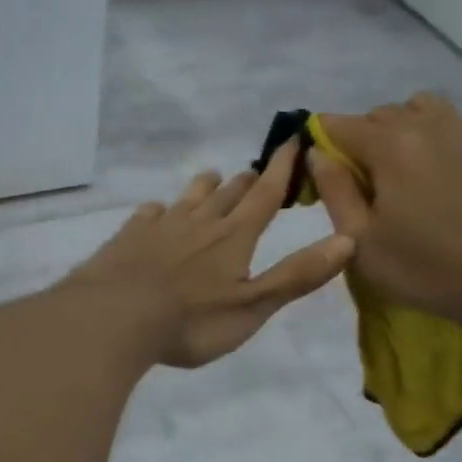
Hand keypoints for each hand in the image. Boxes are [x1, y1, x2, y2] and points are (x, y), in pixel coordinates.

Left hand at [67, 141, 354, 368]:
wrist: (114, 317)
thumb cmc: (191, 320)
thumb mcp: (253, 306)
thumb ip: (296, 276)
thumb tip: (348, 240)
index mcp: (233, 237)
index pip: (264, 196)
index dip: (282, 170)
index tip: (294, 142)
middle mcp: (199, 222)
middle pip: (227, 194)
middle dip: (245, 182)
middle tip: (253, 173)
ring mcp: (160, 227)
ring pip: (188, 197)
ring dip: (204, 187)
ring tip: (212, 178)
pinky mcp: (128, 238)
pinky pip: (148, 214)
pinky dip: (159, 210)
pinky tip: (156, 212)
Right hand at [311, 94, 461, 328]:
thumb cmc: (421, 266)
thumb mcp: (359, 239)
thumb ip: (334, 189)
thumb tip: (317, 154)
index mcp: (391, 144)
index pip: (339, 124)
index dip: (322, 143)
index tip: (324, 173)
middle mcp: (429, 125)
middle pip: (380, 113)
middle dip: (363, 139)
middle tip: (364, 183)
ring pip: (422, 110)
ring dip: (402, 131)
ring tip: (403, 172)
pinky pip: (454, 130)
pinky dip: (436, 144)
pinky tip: (440, 183)